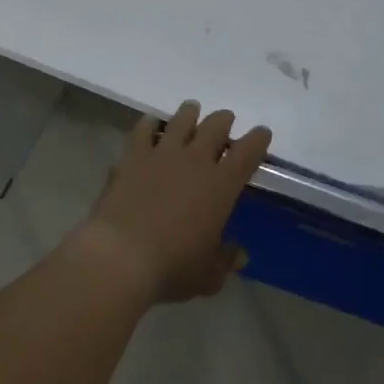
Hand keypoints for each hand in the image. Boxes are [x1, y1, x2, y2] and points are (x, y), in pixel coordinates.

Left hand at [67, 101, 272, 304]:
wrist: (121, 255)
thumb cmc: (172, 267)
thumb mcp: (208, 274)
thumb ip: (226, 260)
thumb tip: (240, 255)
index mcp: (221, 186)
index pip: (247, 153)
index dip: (258, 140)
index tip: (262, 133)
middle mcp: (195, 161)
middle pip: (215, 127)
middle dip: (224, 121)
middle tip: (225, 120)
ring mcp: (161, 154)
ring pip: (181, 121)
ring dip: (190, 114)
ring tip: (192, 109)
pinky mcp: (132, 157)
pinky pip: (143, 130)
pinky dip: (150, 124)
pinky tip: (150, 123)